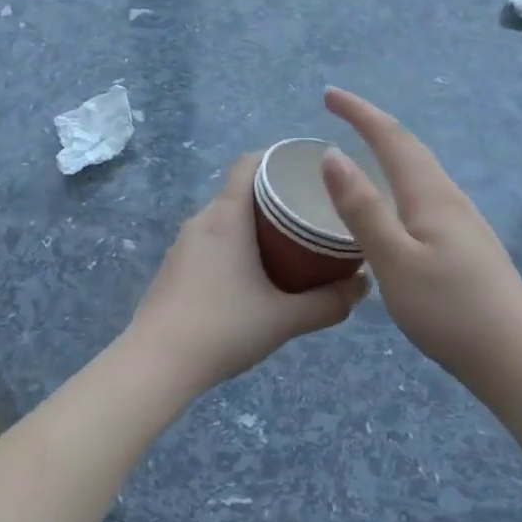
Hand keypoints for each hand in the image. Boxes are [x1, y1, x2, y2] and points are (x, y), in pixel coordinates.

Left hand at [129, 154, 367, 392]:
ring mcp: (182, 244)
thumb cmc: (223, 328)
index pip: (249, 163)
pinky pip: (210, 242)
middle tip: (311, 215)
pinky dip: (234, 246)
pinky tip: (252, 276)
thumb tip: (365, 285)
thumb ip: (329, 303)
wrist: (156, 362)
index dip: (279, 159)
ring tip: (289, 246)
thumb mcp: (285, 318)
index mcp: (226, 216)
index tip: (310, 172)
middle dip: (276, 198)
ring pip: (225, 220)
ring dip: (254, 226)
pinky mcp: (173, 268)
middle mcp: (201, 220)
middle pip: (241, 192)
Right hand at [320, 88, 521, 385]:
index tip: (329, 95)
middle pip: (411, 149)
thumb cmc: (450, 310)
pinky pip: (426, 195)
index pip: (391, 139)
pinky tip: (396, 204)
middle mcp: (450, 200)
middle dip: (374, 124)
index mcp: (431, 197)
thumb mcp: (394, 261)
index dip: (359, 113)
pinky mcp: (468, 246)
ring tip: (363, 149)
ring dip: (390, 150)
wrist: (518, 358)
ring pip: (422, 172)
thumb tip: (332, 156)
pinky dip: (401, 181)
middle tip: (340, 112)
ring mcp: (464, 223)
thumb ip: (362, 209)